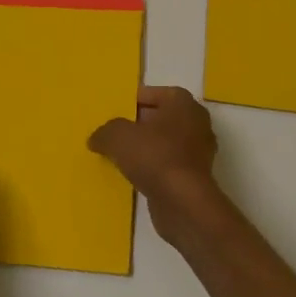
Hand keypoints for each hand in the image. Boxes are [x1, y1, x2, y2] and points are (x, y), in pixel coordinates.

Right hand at [88, 86, 221, 249]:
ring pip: (164, 142)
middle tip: (113, 133)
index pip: (153, 93)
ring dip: (145, 148)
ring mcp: (198, 151)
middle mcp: (195, 123)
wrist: (183, 203)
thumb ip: (105, 131)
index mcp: (182, 103)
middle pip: (159, 118)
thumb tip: (97, 139)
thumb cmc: (154, 156)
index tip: (113, 113)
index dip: (131, 102)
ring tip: (120, 155)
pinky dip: (153, 167)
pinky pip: (167, 164)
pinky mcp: (194, 176)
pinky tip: (134, 175)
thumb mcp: (117, 136)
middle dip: (137, 125)